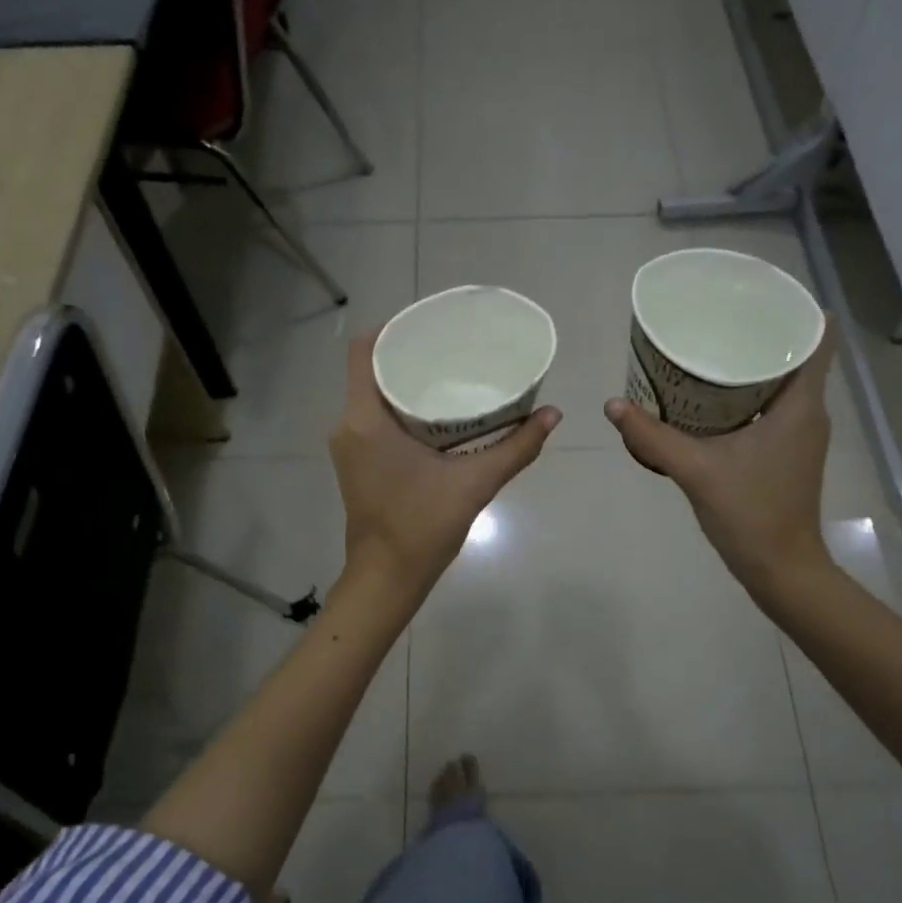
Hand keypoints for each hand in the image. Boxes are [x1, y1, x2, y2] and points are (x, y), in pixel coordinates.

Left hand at [330, 335, 560, 601]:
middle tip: (453, 348)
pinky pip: (374, 417)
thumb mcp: (475, 483)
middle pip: (372, 369)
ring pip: (373, 395)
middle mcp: (348, 425)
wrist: (386, 578)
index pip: (365, 350)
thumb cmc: (422, 527)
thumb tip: (553, 414)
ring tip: (449, 373)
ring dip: (406, 382)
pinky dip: (400, 407)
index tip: (431, 324)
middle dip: (410, 354)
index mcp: (365, 419)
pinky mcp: (357, 462)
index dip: (394, 327)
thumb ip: (516, 447)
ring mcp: (349, 445)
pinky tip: (436, 411)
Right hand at [604, 321, 838, 604]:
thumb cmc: (750, 513)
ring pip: (783, 383)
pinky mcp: (788, 454)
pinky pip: (773, 408)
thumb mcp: (696, 470)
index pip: (816, 339)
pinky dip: (749, 395)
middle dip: (760, 334)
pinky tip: (713, 398)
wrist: (781, 568)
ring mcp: (801, 435)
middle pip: (795, 356)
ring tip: (712, 347)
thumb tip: (613, 405)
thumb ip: (653, 436)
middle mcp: (809, 413)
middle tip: (718, 317)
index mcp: (800, 406)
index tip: (759, 294)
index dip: (796, 310)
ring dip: (753, 366)